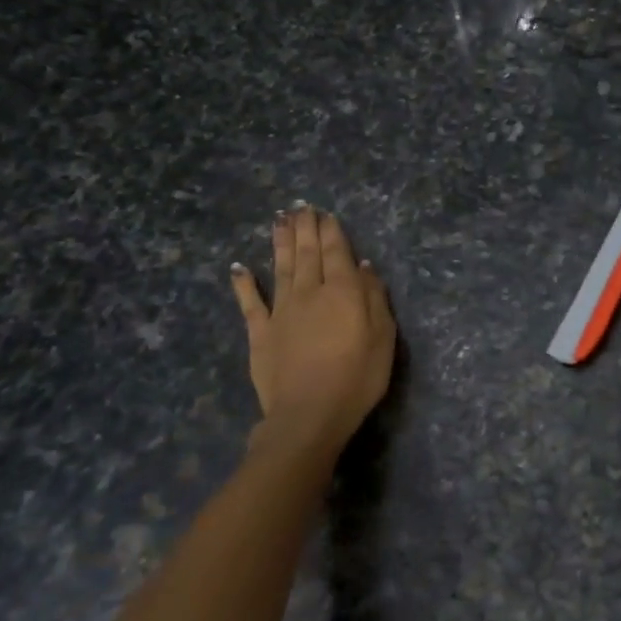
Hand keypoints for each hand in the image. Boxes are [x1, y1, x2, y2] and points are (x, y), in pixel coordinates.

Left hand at [229, 206, 395, 460]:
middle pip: (307, 253)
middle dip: (305, 228)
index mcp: (342, 292)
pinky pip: (250, 303)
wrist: (309, 414)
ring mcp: (281, 311)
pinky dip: (244, 283)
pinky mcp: (260, 333)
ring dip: (280, 242)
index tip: (326, 213)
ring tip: (279, 219)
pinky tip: (238, 266)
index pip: (337, 252)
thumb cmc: (357, 377)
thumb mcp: (383, 337)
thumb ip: (374, 297)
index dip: (331, 231)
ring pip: (281, 268)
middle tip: (300, 206)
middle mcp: (310, 292)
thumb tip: (363, 266)